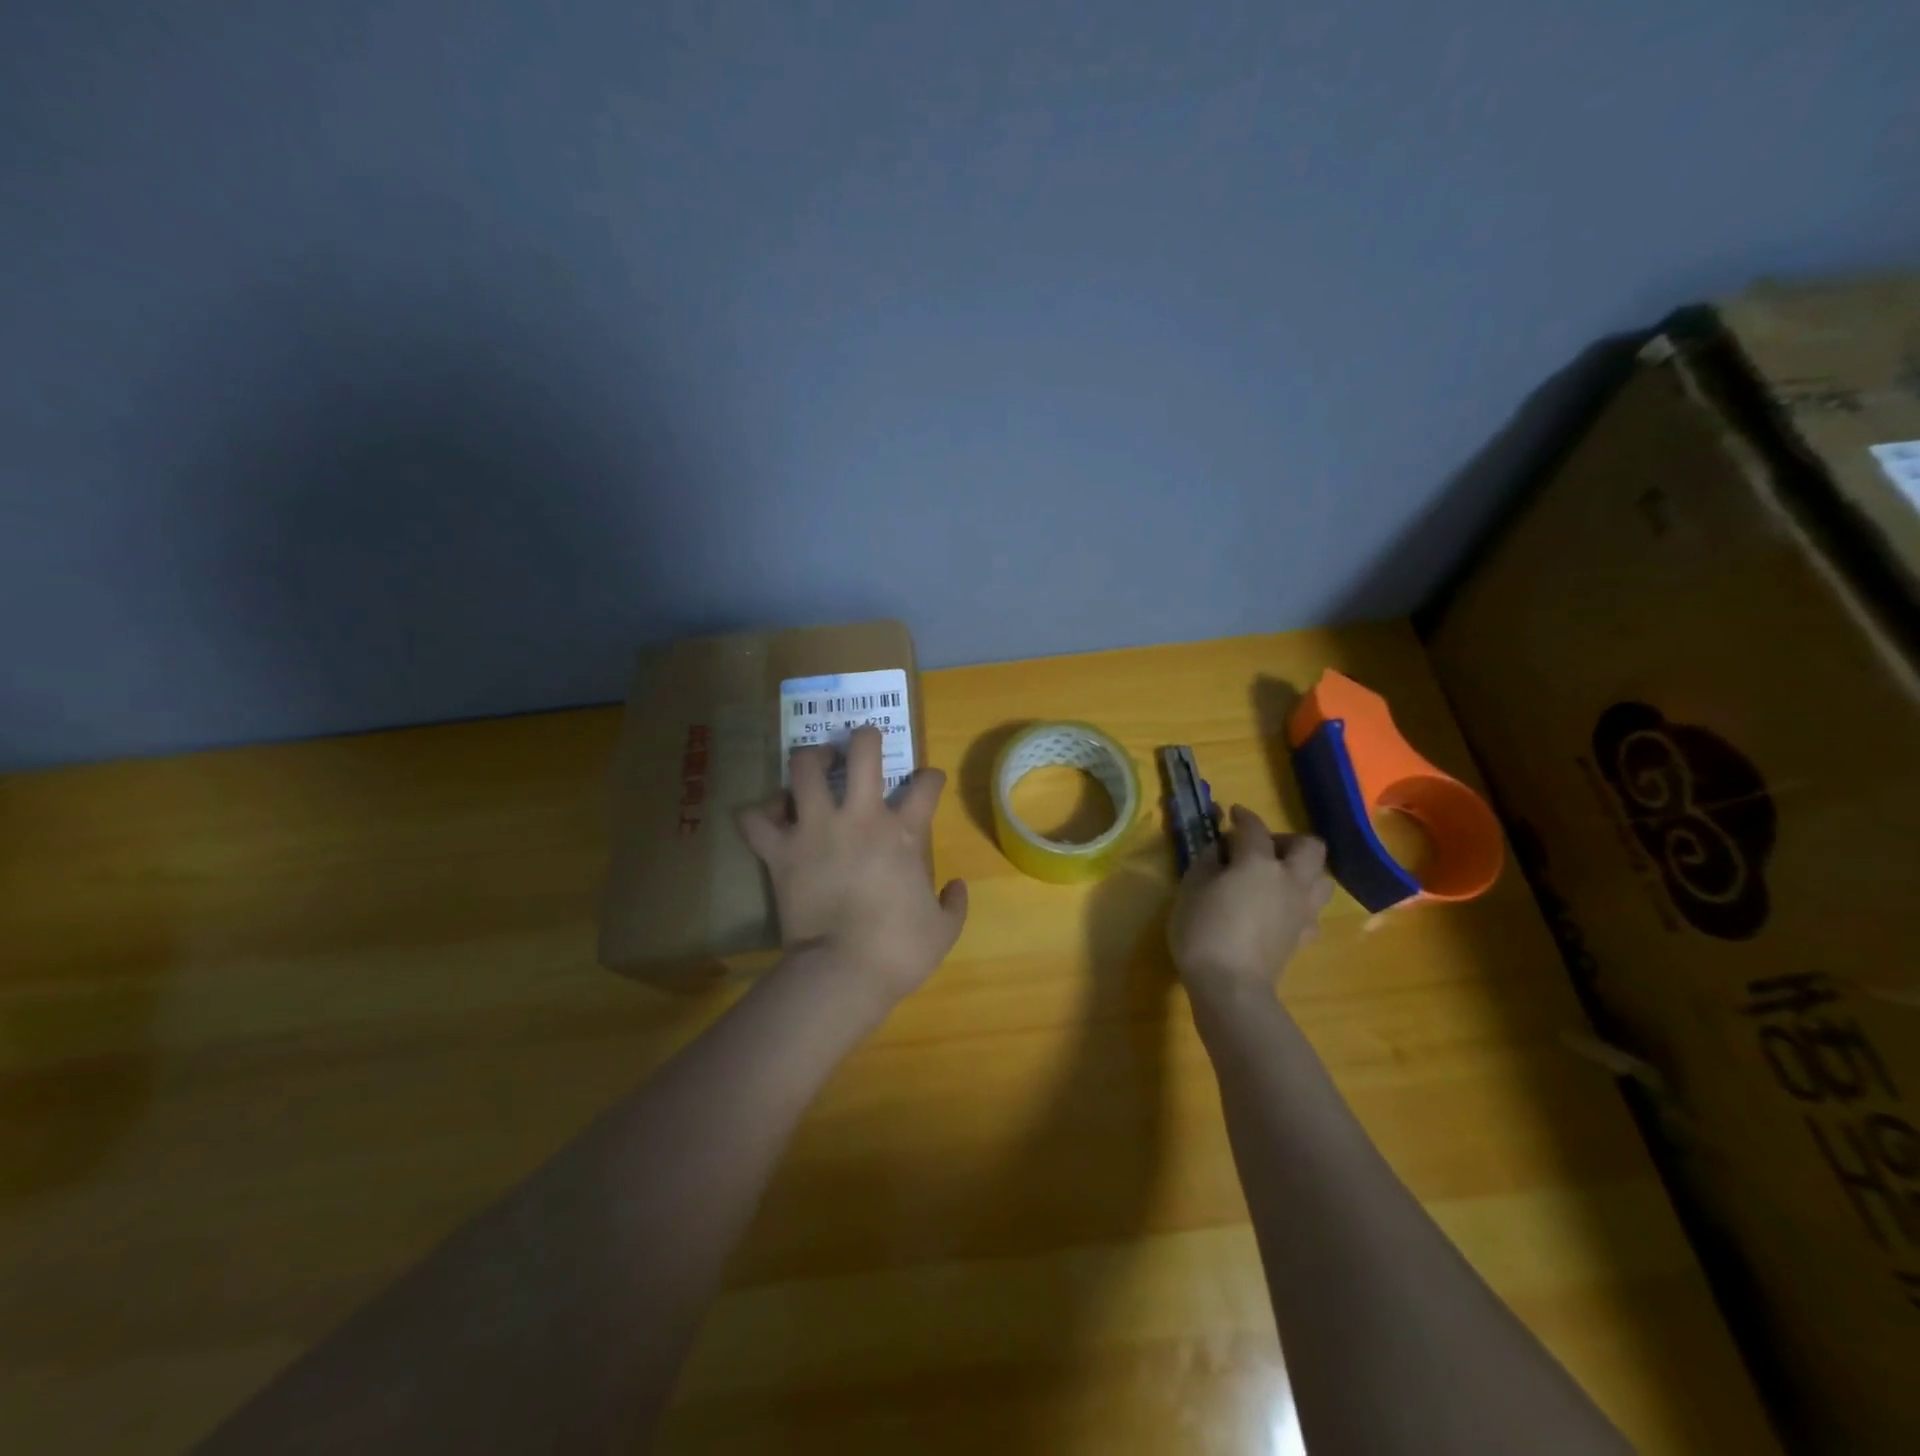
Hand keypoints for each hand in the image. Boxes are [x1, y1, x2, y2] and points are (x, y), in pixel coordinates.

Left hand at [737, 725, 967, 1011]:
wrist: (843, 973)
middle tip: (863, 742)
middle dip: (865, 738)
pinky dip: (759, 814)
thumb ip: (954, 903)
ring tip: (813, 764)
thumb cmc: (898, 951)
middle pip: (863, 753)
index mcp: (903, 834)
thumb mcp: (944, 931)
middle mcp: (859, 818)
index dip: (931, 777)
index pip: (926, 786)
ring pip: (803, 769)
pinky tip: (767, 817)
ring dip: (809, 759)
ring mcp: (816, 830)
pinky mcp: (781, 852)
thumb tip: (956, 886)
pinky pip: (755, 820)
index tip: (930, 781)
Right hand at [1168, 805, 1333, 1003]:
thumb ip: (1208, 861)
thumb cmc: (1203, 930)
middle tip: (1261, 848)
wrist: (1230, 986)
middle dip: (1287, 839)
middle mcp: (1289, 879)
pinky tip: (1279, 910)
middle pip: (1309, 846)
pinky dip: (1299, 903)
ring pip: (1322, 877)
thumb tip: (1221, 849)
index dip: (1242, 816)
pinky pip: (1312, 911)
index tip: (1231, 814)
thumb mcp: (1191, 888)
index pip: (1253, 828)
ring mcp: (1301, 910)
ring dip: (1304, 870)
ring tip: (1277, 877)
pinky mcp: (1303, 936)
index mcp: (1258, 862)